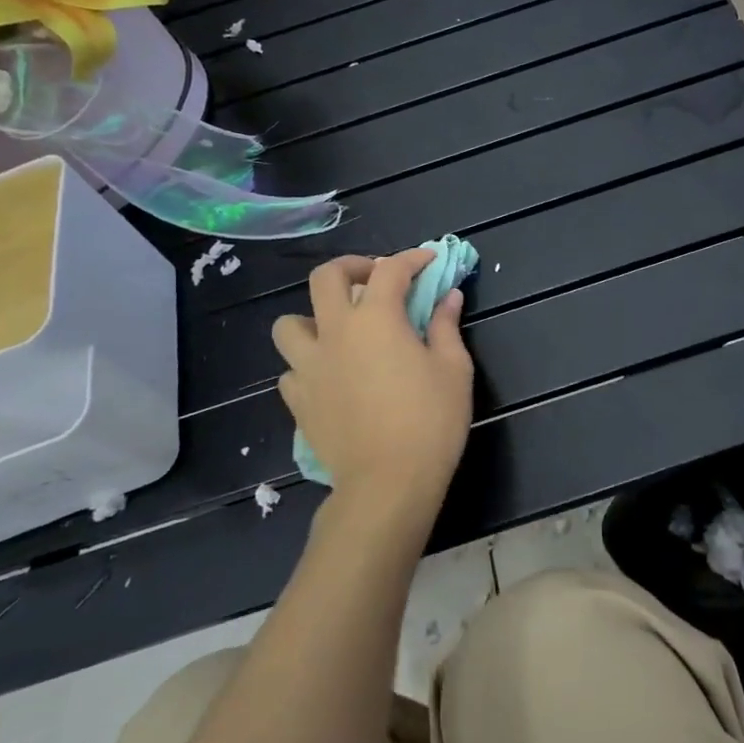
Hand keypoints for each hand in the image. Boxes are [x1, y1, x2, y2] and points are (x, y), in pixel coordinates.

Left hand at [272, 250, 473, 533]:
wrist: (388, 483)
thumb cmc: (431, 421)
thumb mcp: (454, 369)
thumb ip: (446, 326)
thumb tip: (449, 297)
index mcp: (376, 319)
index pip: (391, 270)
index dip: (412, 259)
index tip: (429, 261)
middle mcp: (335, 332)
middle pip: (326, 278)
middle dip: (352, 267)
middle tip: (374, 278)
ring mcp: (309, 367)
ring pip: (289, 324)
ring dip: (314, 317)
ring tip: (338, 330)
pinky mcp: (299, 400)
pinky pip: (291, 371)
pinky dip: (308, 365)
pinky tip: (330, 376)